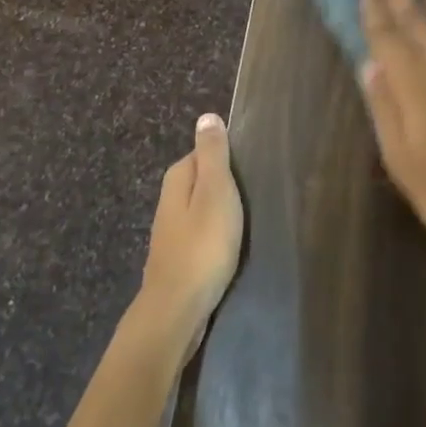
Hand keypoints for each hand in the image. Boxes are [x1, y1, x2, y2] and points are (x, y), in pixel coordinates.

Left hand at [137, 114, 244, 354]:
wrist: (177, 311)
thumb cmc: (203, 245)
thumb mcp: (215, 192)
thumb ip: (213, 155)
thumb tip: (206, 116)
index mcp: (178, 178)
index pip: (205, 152)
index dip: (228, 158)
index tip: (253, 168)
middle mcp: (169, 200)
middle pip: (203, 179)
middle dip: (226, 184)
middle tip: (255, 193)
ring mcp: (171, 231)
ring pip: (202, 208)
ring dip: (221, 212)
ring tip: (248, 220)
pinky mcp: (178, 258)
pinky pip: (201, 234)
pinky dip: (216, 235)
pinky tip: (230, 247)